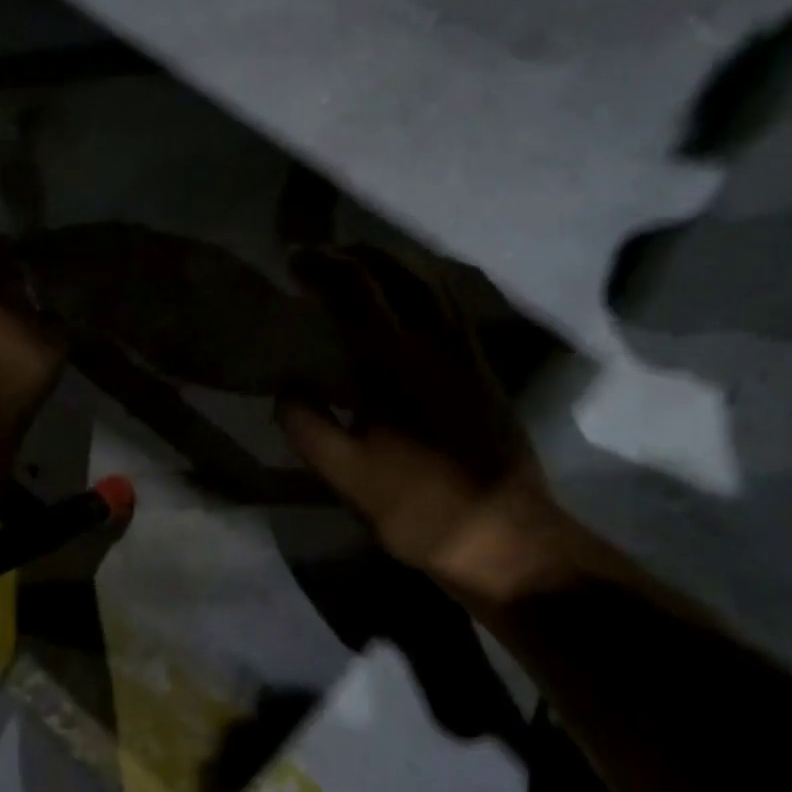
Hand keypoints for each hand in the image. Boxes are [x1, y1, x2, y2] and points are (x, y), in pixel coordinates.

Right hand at [277, 246, 591, 607]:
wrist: (505, 538)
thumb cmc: (421, 508)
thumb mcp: (348, 478)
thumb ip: (309, 428)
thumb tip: (285, 390)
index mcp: (397, 363)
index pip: (356, 291)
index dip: (322, 266)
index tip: (294, 260)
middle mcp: (437, 344)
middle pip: (402, 273)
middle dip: (361, 253)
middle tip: (328, 255)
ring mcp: (468, 355)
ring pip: (436, 286)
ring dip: (398, 264)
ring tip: (368, 268)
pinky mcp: (486, 373)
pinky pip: (455, 309)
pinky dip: (427, 289)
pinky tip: (415, 305)